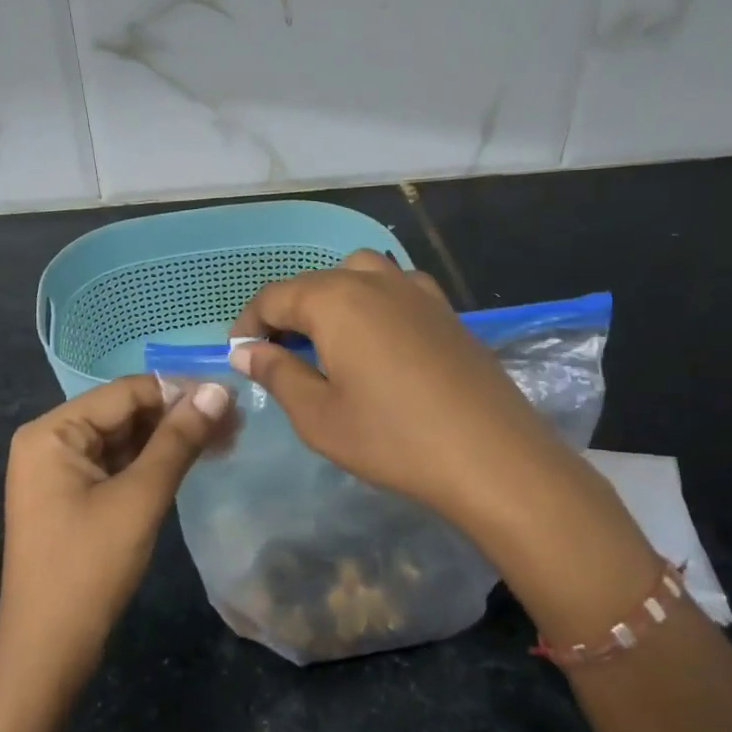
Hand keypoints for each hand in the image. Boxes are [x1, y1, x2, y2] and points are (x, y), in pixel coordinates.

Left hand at [0, 374, 231, 687]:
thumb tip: (220, 390)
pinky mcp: (73, 497)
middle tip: (235, 422)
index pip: (125, 392)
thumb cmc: (89, 569)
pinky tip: (193, 460)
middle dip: (178, 415)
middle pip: (124, 412)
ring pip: (125, 439)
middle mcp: (50, 441)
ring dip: (171, 438)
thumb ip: (179, 440)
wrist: (48, 652)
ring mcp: (60, 471)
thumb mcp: (140, 498)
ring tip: (225, 439)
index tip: (231, 397)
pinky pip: (118, 465)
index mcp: (52, 432)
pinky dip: (154, 462)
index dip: (179, 390)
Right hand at [228, 250, 572, 535]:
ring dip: (331, 299)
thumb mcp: (318, 416)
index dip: (248, 323)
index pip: (274, 296)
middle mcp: (373, 280)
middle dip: (287, 312)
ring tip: (327, 341)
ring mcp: (416, 290)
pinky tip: (379, 339)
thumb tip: (245, 351)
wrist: (492, 457)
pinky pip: (395, 288)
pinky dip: (372, 301)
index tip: (239, 355)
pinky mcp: (446, 309)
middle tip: (278, 355)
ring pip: (358, 274)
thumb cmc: (392, 439)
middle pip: (314, 282)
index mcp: (334, 300)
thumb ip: (276, 374)